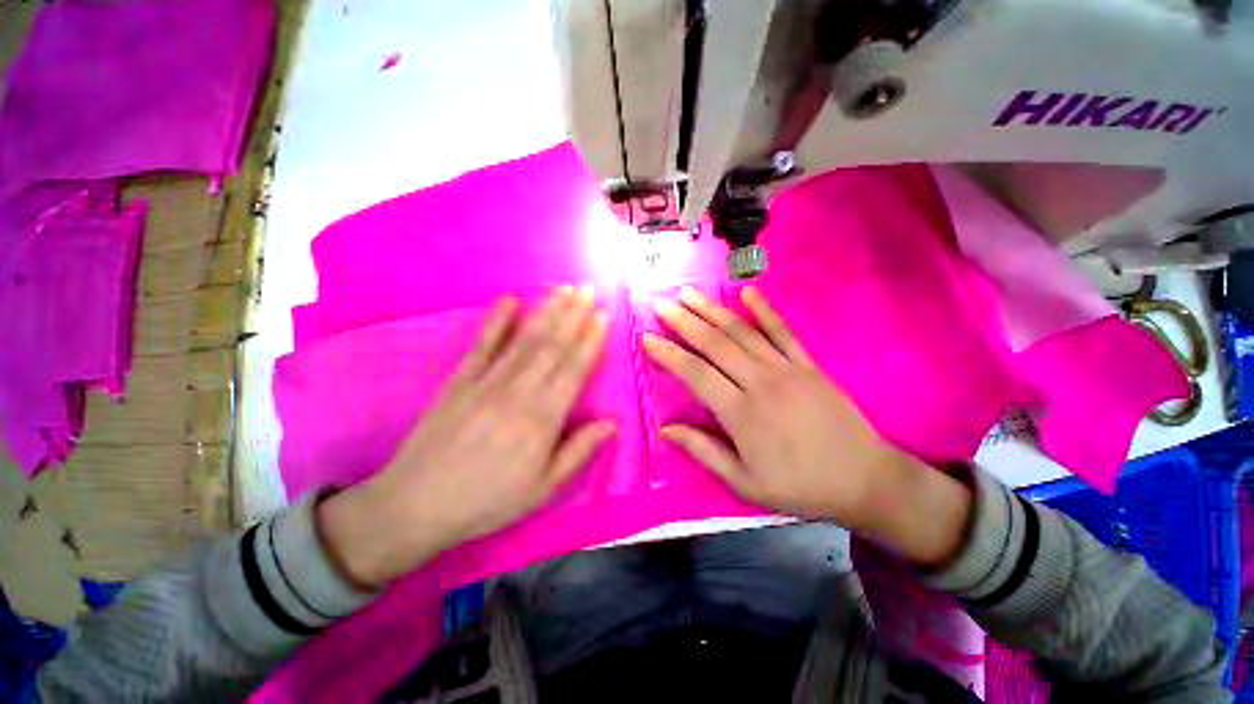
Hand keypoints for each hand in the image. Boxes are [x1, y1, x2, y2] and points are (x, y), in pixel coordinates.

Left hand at [319, 287, 614, 587]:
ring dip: (546, 312)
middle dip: (573, 315)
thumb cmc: (488, 500)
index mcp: (542, 419)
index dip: (590, 340)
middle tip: (588, 288)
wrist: (416, 505)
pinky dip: (496, 321)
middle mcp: (518, 392)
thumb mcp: (543, 488)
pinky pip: (482, 344)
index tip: (603, 315)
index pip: (574, 369)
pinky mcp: (459, 380)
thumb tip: (613, 423)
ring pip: (525, 339)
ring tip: (564, 289)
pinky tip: (510, 300)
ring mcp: (486, 382)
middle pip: (552, 346)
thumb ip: (579, 451)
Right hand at [643, 286, 969, 565]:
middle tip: (662, 305)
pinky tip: (745, 292)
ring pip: (742, 332)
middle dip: (684, 322)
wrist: (864, 479)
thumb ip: (703, 451)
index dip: (668, 354)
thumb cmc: (799, 485)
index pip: (695, 374)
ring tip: (688, 293)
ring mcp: (786, 369)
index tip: (647, 338)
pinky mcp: (808, 364)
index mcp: (741, 414)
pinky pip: (782, 331)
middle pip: (715, 345)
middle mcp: (760, 383)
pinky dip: (763, 310)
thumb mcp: (745, 482)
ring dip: (712, 310)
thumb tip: (666, 429)